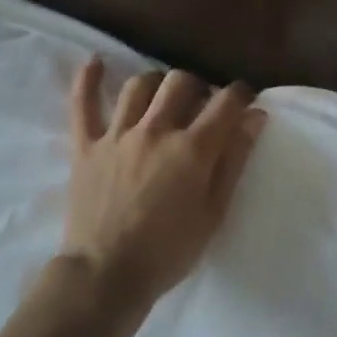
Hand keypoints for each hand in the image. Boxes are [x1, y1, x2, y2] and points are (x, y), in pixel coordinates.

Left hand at [60, 59, 266, 312]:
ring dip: (156, 82)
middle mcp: (155, 130)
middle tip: (201, 105)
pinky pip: (82, 104)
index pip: (224, 103)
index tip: (244, 99)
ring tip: (162, 96)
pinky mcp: (85, 145)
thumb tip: (254, 117)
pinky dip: (88, 80)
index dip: (239, 94)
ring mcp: (116, 134)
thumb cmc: (168, 251)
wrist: (107, 273)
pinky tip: (95, 62)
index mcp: (192, 149)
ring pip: (138, 86)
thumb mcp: (214, 213)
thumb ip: (234, 161)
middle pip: (180, 83)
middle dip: (197, 86)